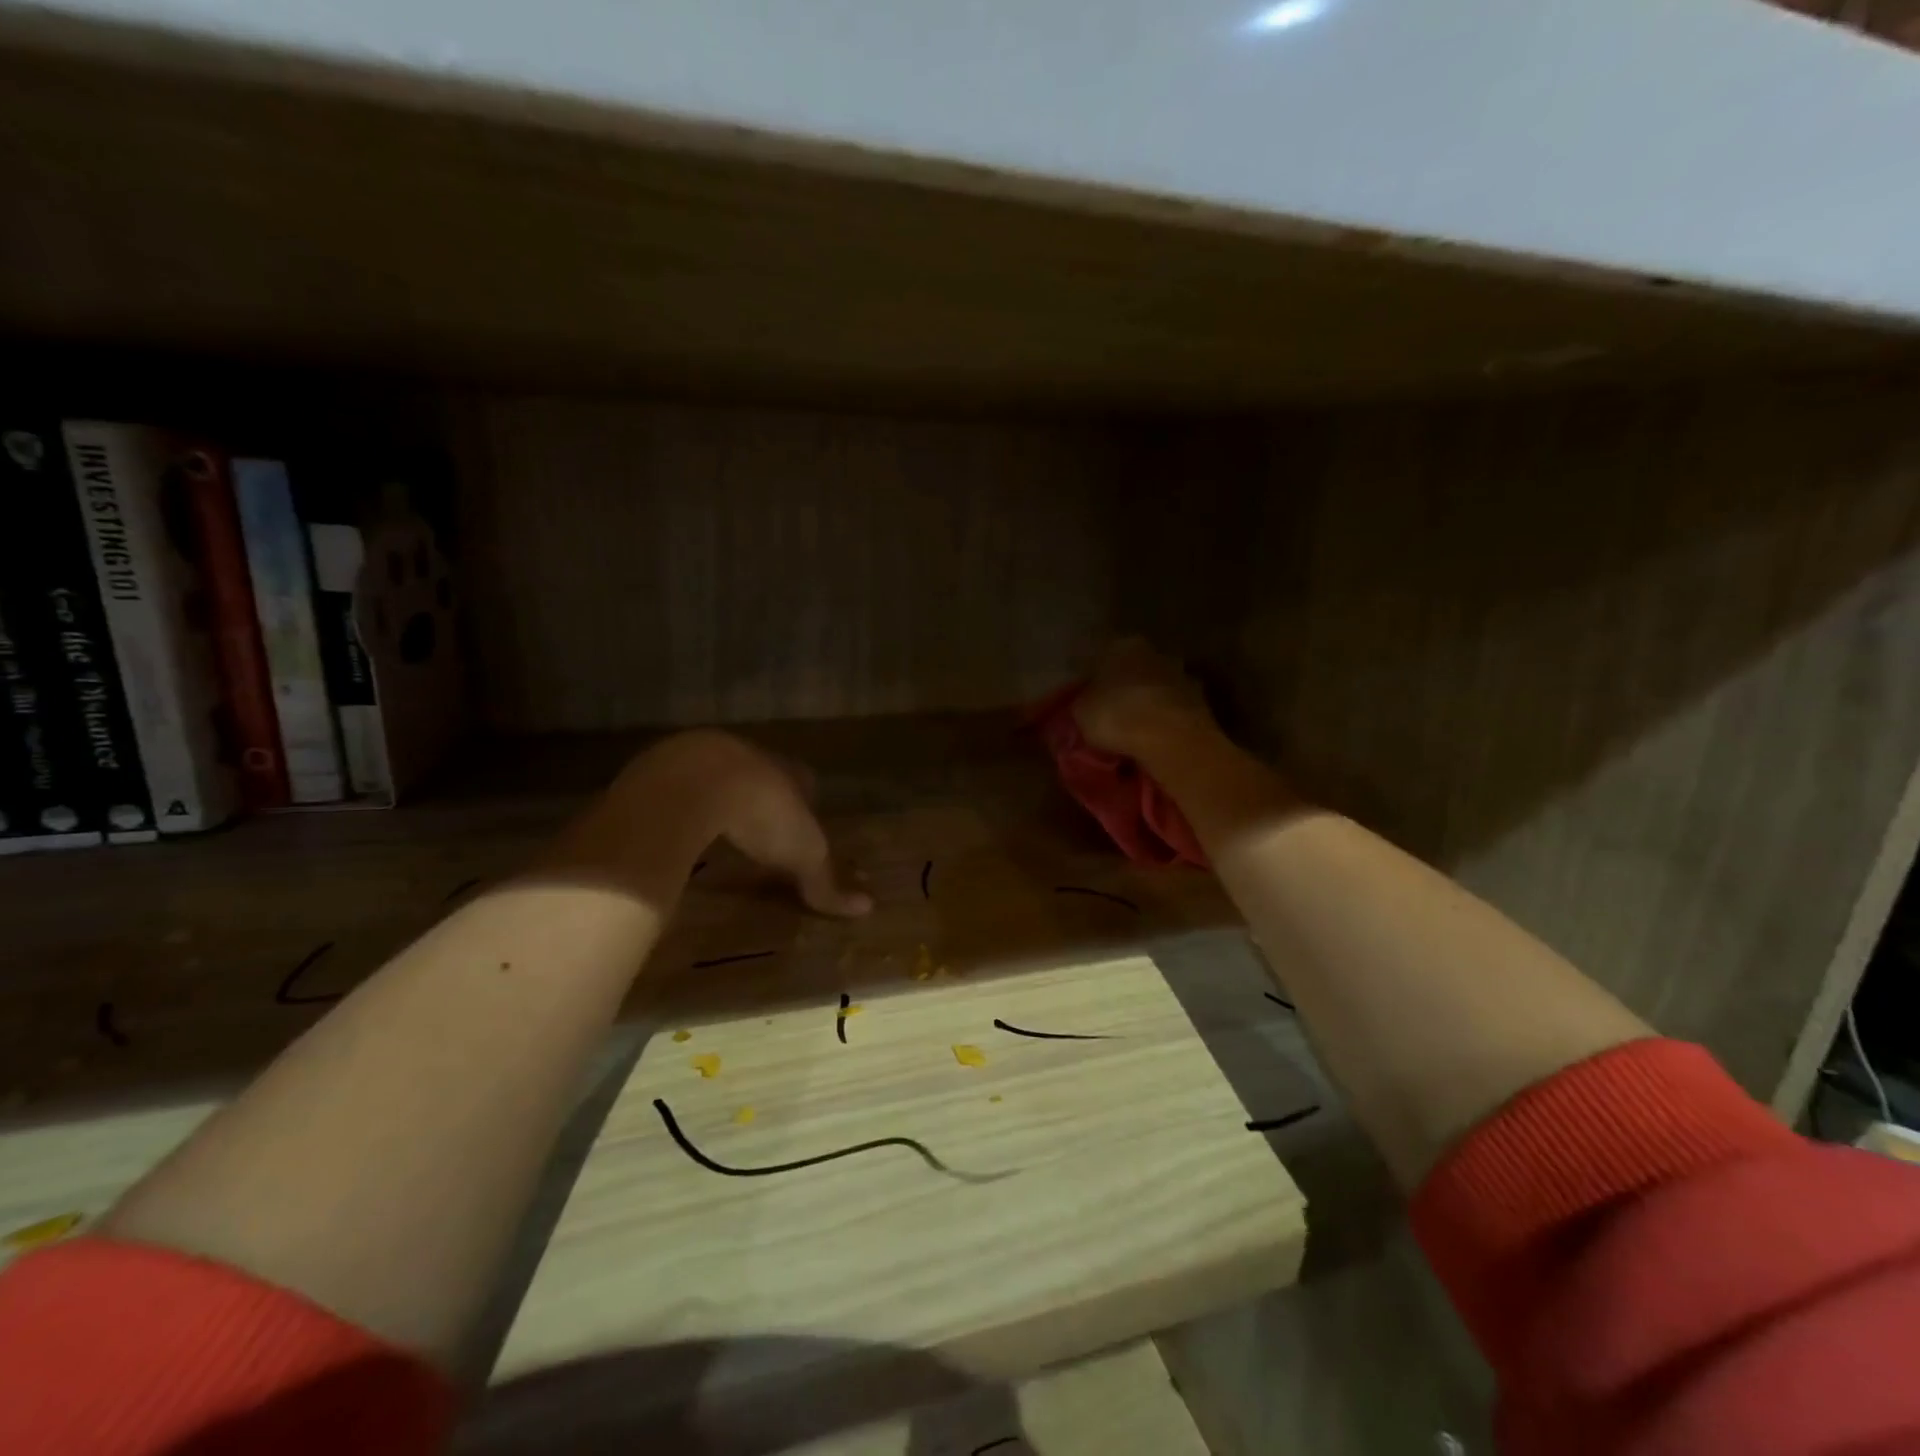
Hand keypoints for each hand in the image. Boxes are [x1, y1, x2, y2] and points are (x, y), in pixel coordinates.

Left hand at [557, 731, 872, 916]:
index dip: (804, 799)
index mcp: (785, 771)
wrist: (694, 785)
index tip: (802, 816)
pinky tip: (675, 822)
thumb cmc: (762, 814)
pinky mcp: (659, 768)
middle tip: (758, 821)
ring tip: (715, 822)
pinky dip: (679, 802)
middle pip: (759, 774)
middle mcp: (746, 756)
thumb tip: (866, 908)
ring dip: (717, 794)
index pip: (803, 780)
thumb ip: (826, 880)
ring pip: (714, 774)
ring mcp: (700, 757)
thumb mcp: (802, 853)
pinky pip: (674, 784)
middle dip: (759, 794)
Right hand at [1074, 639, 1214, 758]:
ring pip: (1154, 688)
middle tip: (1107, 711)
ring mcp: (1181, 676)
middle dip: (1121, 687)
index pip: (1099, 655)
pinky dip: (1162, 720)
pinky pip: (1171, 710)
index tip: (1082, 695)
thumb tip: (1082, 702)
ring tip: (1131, 729)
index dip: (1089, 677)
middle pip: (1131, 669)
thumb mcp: (1081, 712)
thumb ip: (1081, 701)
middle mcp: (1154, 652)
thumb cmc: (1117, 717)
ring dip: (1145, 703)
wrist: (1172, 740)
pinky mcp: (1201, 702)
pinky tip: (1153, 738)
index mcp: (1122, 645)